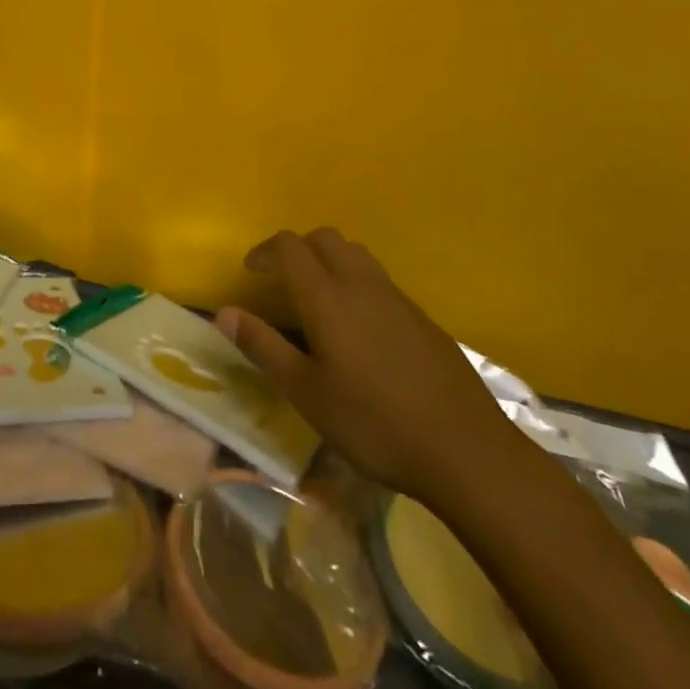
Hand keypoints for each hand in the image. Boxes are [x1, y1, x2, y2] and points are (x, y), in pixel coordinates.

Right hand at [217, 228, 520, 504]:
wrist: (465, 449)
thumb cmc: (374, 423)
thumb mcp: (306, 392)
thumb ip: (263, 347)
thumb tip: (224, 312)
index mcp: (327, 296)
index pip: (290, 246)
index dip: (265, 250)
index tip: (251, 272)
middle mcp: (361, 283)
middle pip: (325, 238)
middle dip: (298, 248)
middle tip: (282, 280)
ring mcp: (397, 298)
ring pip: (356, 254)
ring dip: (330, 260)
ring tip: (319, 298)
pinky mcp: (422, 317)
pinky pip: (380, 280)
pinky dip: (357, 283)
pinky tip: (360, 330)